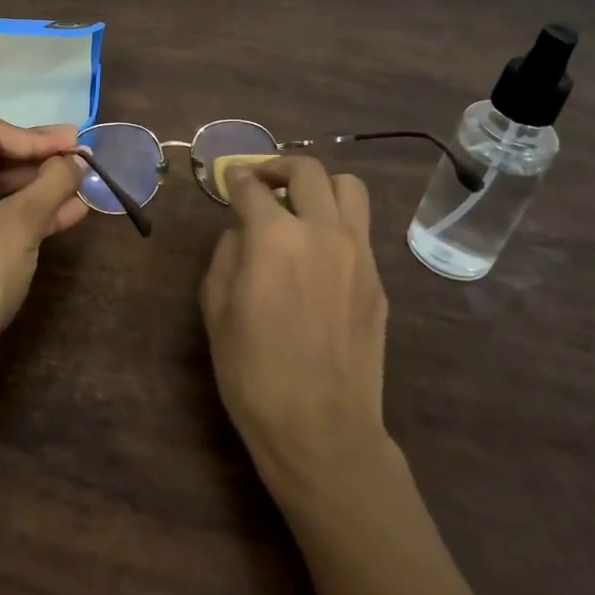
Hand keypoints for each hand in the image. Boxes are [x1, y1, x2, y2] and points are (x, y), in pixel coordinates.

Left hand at [0, 118, 87, 358]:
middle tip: (81, 159)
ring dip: (37, 189)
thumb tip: (78, 160)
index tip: (77, 142)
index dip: (38, 138)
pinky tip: (68, 212)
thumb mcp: (18, 227)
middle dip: (39, 163)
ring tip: (82, 185)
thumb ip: (51, 185)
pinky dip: (23, 213)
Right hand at [200, 157, 390, 483]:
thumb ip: (226, 256)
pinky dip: (337, 222)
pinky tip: (319, 251)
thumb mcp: (216, 310)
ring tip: (300, 204)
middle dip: (278, 166)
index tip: (228, 178)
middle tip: (261, 181)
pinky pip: (360, 229)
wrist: (321, 428)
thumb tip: (242, 233)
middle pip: (307, 171)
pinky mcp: (378, 280)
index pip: (252, 187)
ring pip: (349, 188)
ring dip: (320, 185)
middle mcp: (322, 231)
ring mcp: (359, 253)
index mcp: (274, 237)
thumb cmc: (253, 372)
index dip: (235, 178)